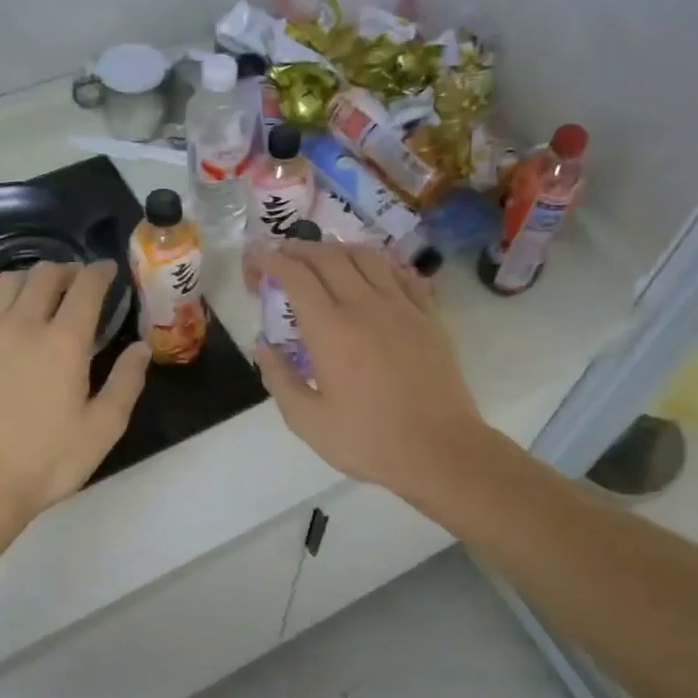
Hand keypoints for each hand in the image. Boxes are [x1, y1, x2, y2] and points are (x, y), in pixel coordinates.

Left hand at [0, 261, 148, 520]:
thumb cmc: (47, 461)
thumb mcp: (103, 429)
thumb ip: (126, 382)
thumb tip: (141, 347)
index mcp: (64, 342)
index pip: (85, 288)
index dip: (99, 272)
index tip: (107, 269)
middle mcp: (21, 325)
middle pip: (43, 275)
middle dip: (65, 270)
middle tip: (76, 280)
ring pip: (5, 283)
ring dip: (29, 278)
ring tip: (38, 291)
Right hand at [251, 242, 489, 499]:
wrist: (440, 450)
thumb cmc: (369, 440)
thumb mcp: (308, 421)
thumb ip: (279, 379)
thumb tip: (262, 347)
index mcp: (330, 328)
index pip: (296, 275)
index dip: (272, 260)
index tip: (257, 260)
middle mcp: (365, 305)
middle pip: (329, 256)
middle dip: (299, 248)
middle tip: (283, 253)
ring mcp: (402, 307)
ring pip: (367, 257)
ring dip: (339, 249)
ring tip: (324, 258)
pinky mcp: (429, 317)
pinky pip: (402, 275)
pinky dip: (380, 266)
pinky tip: (373, 275)